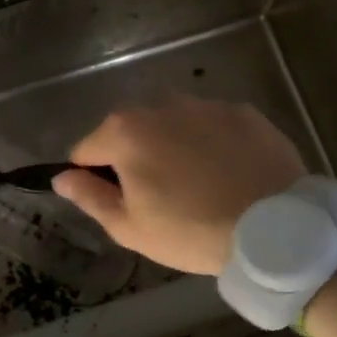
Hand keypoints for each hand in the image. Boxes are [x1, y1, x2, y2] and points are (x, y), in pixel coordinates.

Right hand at [52, 97, 307, 275]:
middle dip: (135, 158)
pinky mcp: (244, 112)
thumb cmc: (191, 232)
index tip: (120, 204)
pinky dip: (211, 144)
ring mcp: (206, 105)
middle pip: (130, 131)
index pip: (86, 150)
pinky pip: (212, 125)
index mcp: (125, 131)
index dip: (95, 179)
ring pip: (172, 124)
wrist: (276, 230)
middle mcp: (161, 105)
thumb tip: (60, 177)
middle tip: (160, 198)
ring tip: (199, 186)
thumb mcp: (130, 227)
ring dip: (173, 147)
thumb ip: (89, 196)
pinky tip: (228, 174)